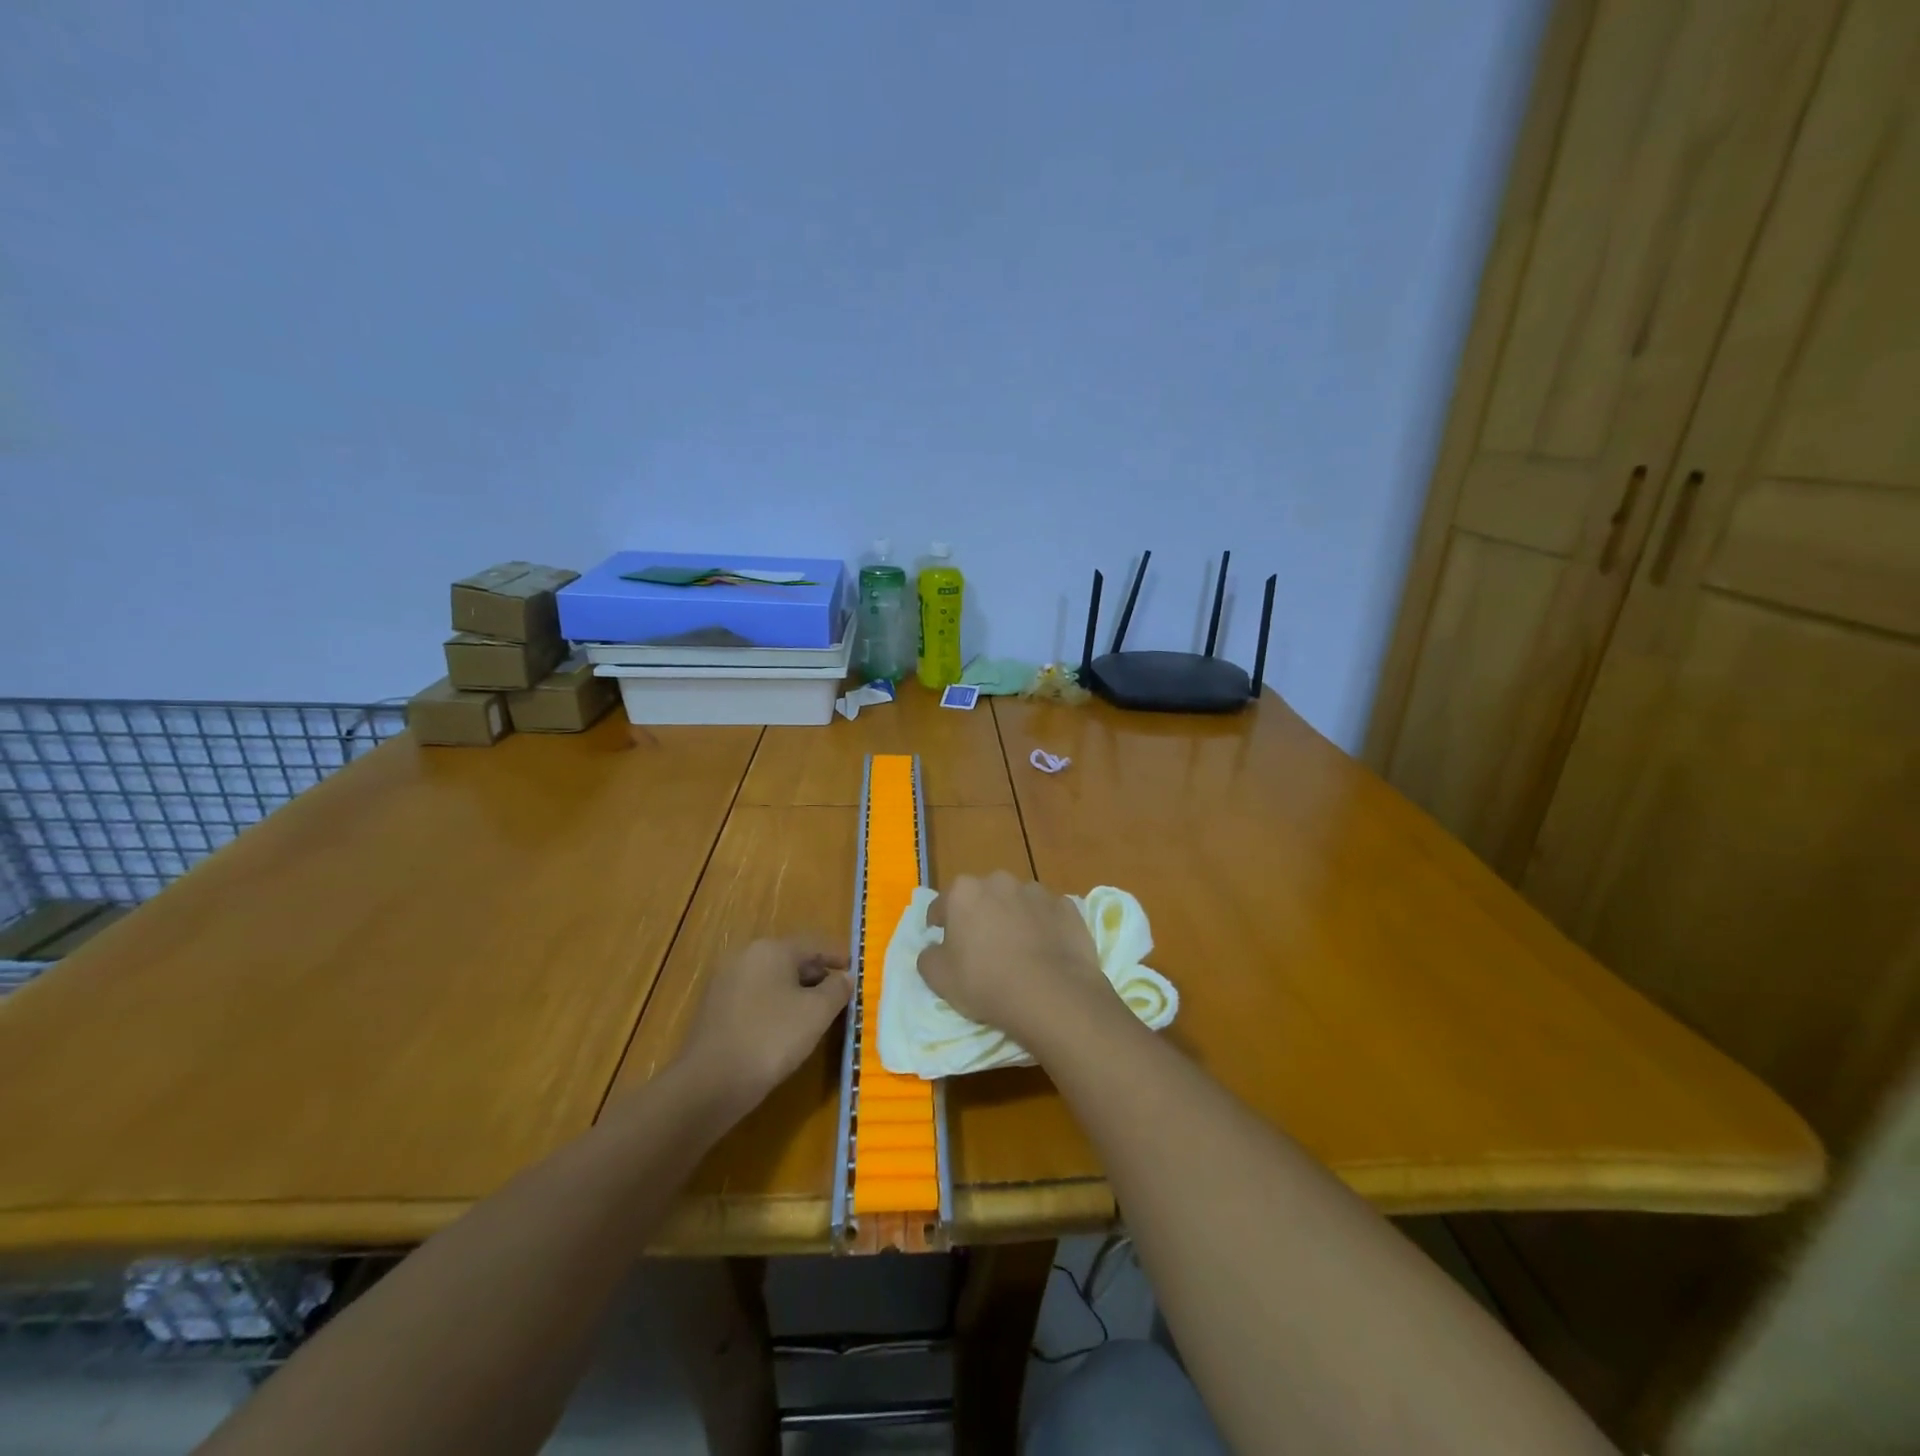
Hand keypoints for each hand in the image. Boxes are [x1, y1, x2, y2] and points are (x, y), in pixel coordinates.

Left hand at [678, 938, 851, 1112]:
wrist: (709, 1083)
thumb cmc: (771, 1038)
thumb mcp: (816, 1013)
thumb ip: (837, 990)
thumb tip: (845, 977)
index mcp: (771, 949)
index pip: (814, 944)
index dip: (837, 956)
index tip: (855, 970)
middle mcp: (745, 957)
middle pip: (791, 959)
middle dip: (817, 975)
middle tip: (839, 994)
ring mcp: (726, 982)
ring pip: (772, 980)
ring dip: (796, 992)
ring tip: (816, 1014)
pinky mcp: (715, 1009)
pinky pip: (755, 998)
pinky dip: (775, 1006)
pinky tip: (785, 1029)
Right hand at [917, 872, 1114, 1050]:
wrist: (1050, 994)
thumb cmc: (985, 982)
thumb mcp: (939, 978)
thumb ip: (928, 956)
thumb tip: (934, 948)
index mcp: (964, 892)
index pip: (942, 904)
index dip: (939, 924)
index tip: (943, 942)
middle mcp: (1000, 882)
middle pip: (983, 897)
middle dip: (980, 916)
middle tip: (982, 948)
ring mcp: (1037, 892)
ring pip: (1017, 903)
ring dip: (1014, 919)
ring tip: (1019, 951)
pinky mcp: (1067, 907)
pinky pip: (1048, 915)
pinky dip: (1045, 928)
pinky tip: (1046, 953)